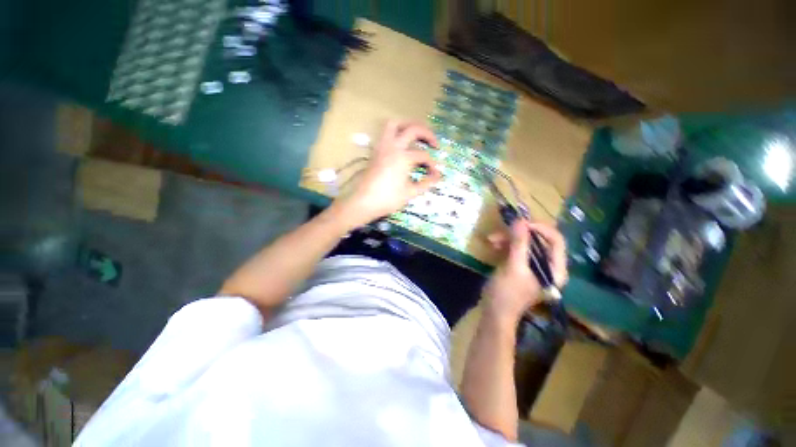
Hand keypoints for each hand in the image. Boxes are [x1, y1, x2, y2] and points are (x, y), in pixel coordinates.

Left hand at [336, 120, 440, 225]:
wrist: (364, 202)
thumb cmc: (388, 199)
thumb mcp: (410, 193)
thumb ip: (426, 183)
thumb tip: (438, 176)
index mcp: (403, 157)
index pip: (423, 156)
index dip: (432, 164)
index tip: (436, 174)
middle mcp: (393, 146)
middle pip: (413, 129)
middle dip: (427, 133)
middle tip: (434, 143)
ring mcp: (382, 146)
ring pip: (395, 124)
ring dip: (408, 125)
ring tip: (417, 134)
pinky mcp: (375, 150)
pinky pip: (385, 132)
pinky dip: (396, 132)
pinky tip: (401, 143)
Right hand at [482, 220, 567, 322]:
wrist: (495, 312)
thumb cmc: (507, 292)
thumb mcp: (513, 266)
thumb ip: (519, 243)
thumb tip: (521, 221)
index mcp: (555, 269)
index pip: (556, 240)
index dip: (540, 229)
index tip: (521, 224)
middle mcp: (549, 266)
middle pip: (539, 240)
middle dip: (519, 234)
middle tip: (502, 230)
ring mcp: (535, 266)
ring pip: (526, 243)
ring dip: (509, 238)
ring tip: (492, 239)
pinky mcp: (522, 266)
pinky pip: (517, 249)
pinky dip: (506, 245)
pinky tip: (494, 245)